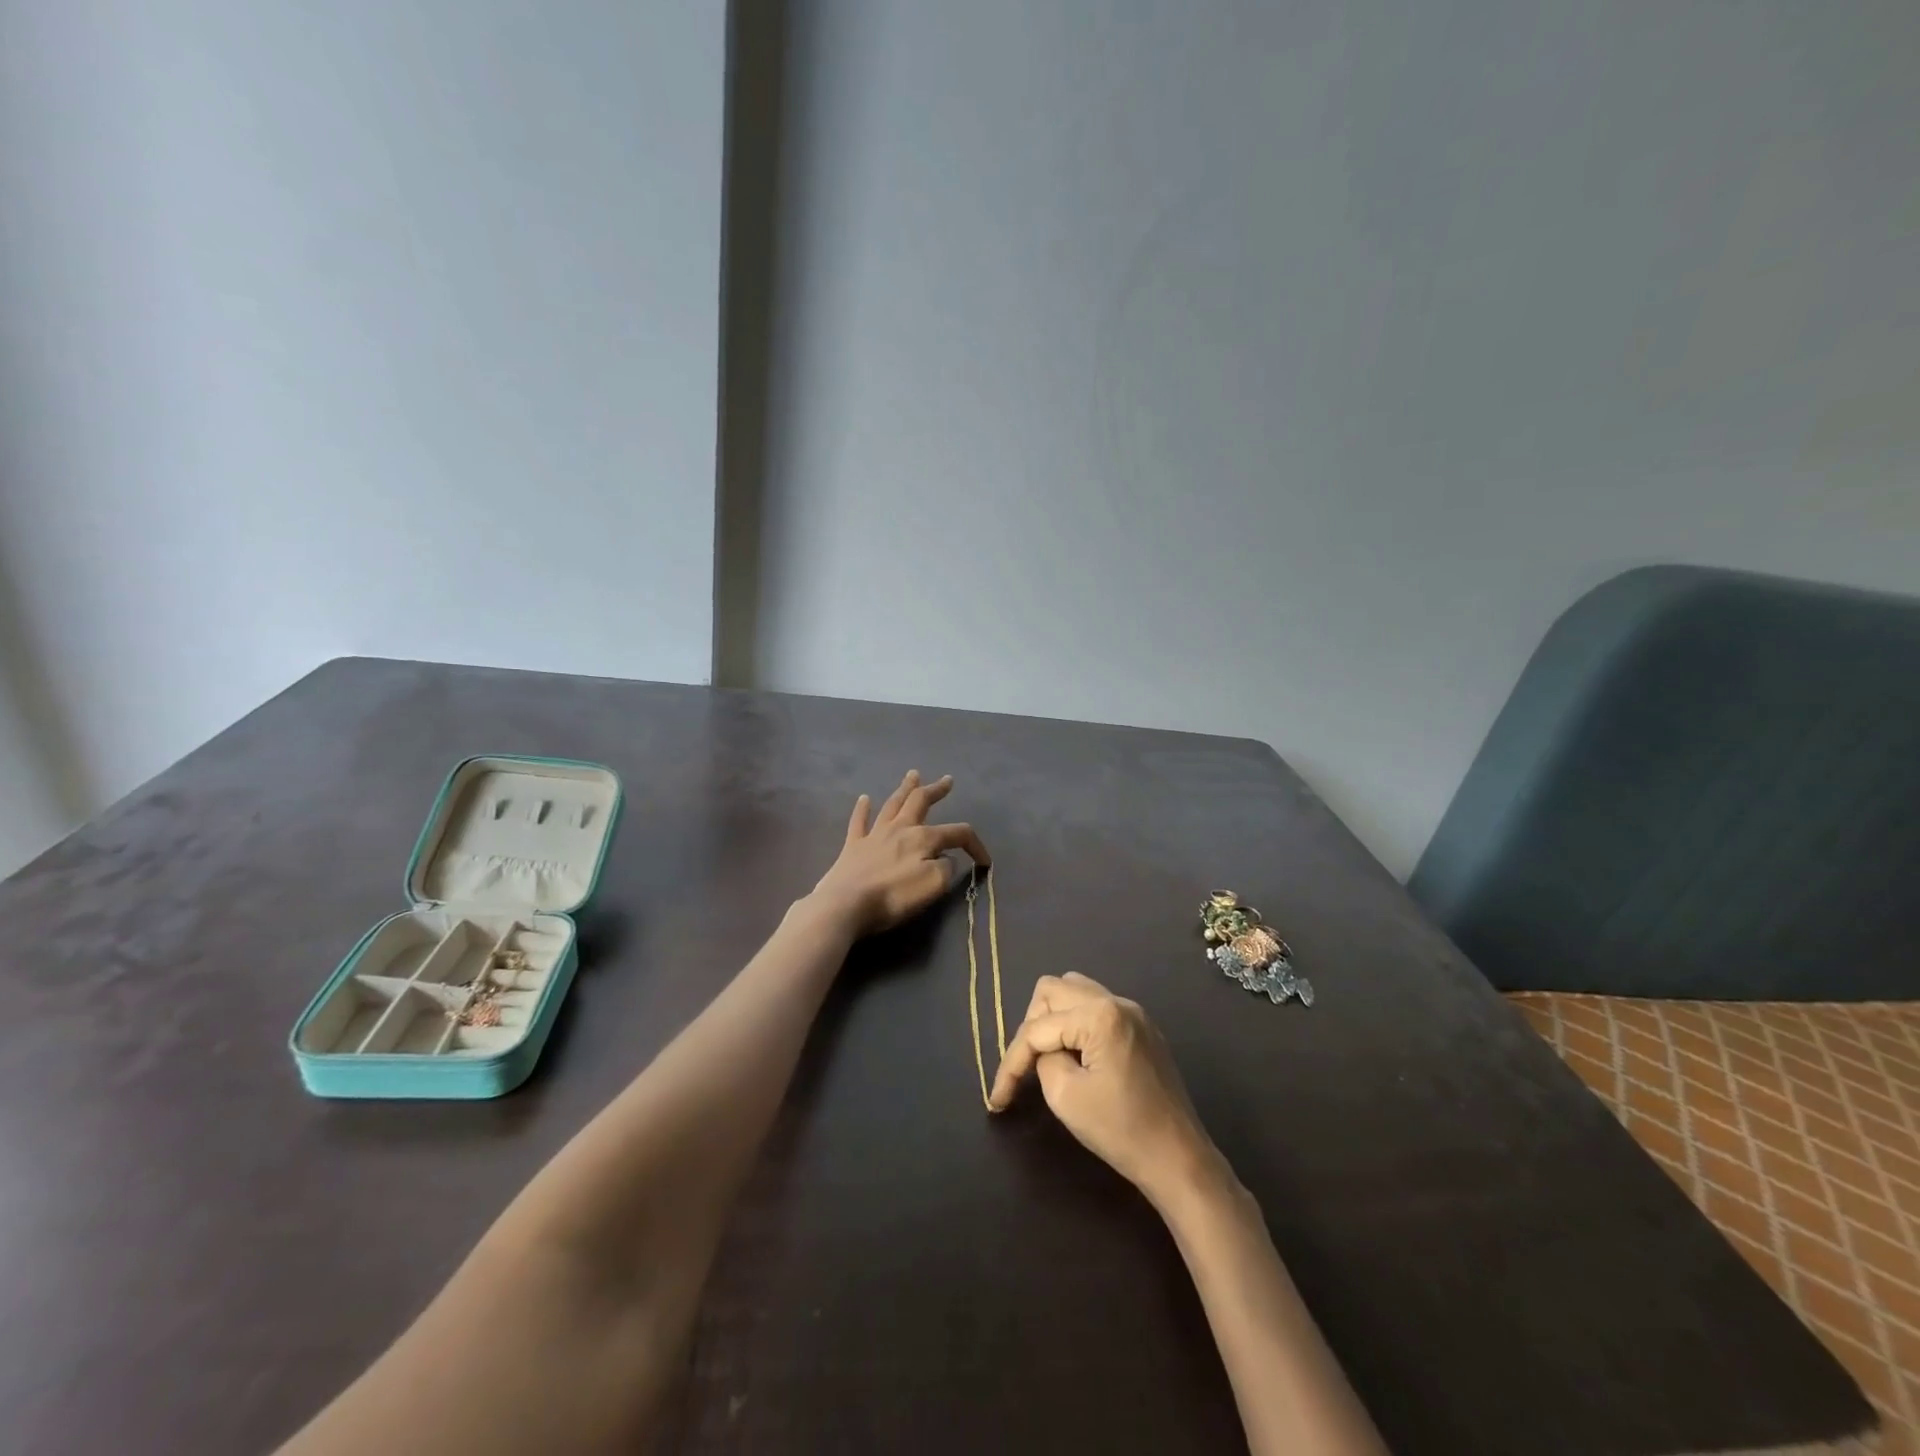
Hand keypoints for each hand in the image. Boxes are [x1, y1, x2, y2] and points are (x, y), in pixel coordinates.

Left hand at [808, 771, 990, 937]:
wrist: (846, 904)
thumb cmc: (894, 896)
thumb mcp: (933, 885)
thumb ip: (946, 868)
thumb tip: (946, 860)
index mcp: (922, 838)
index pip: (957, 834)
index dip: (975, 845)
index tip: (984, 863)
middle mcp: (900, 828)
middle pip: (920, 802)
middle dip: (936, 790)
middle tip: (947, 780)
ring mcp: (874, 835)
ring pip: (892, 805)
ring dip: (905, 789)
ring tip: (913, 775)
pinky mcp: (853, 846)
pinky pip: (859, 821)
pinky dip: (863, 809)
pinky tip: (864, 799)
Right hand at [989, 974, 1221, 1207]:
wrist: (1179, 1158)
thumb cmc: (1121, 1130)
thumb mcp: (1065, 1097)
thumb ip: (1043, 1060)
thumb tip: (1043, 1050)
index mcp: (1099, 1015)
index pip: (1038, 1028)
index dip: (1012, 1062)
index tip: (998, 1099)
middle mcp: (1116, 1001)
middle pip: (1053, 990)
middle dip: (1031, 1027)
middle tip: (1025, 1068)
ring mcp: (1133, 1011)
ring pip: (1075, 991)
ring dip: (1052, 1018)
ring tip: (1045, 1056)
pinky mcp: (1142, 1027)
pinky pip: (1096, 1006)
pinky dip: (1076, 1023)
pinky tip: (1074, 1055)